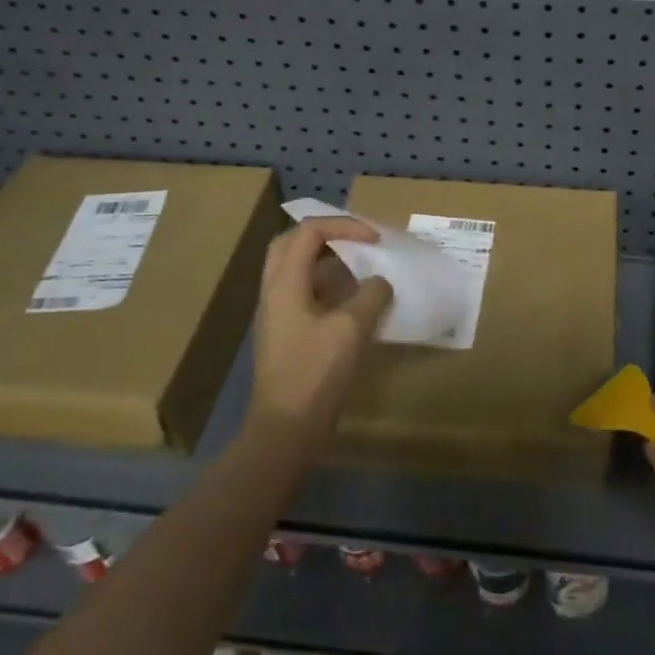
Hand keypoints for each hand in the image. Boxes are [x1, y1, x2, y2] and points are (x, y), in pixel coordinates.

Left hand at [249, 218, 392, 440]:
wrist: (286, 428)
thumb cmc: (316, 372)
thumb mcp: (352, 329)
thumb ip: (371, 296)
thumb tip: (380, 282)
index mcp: (285, 283)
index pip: (309, 232)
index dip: (344, 226)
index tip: (375, 238)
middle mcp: (274, 292)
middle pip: (291, 244)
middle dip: (326, 234)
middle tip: (357, 241)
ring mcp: (276, 314)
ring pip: (295, 270)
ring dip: (325, 260)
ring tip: (359, 266)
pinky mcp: (284, 334)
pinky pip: (302, 294)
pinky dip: (326, 286)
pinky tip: (352, 302)